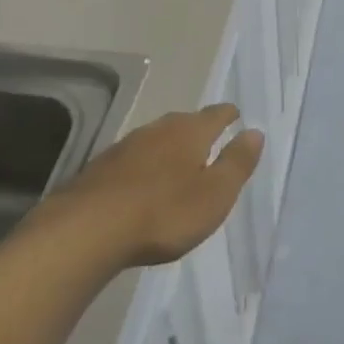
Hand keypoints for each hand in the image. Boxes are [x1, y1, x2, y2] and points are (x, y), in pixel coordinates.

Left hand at [48, 105, 263, 268]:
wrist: (89, 229)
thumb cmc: (164, 213)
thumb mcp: (214, 194)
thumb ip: (236, 163)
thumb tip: (254, 132)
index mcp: (189, 133)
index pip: (214, 115)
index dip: (227, 114)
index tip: (235, 114)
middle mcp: (157, 131)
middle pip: (183, 122)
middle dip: (197, 127)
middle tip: (209, 135)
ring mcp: (125, 147)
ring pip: (155, 138)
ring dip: (169, 145)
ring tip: (178, 158)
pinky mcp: (101, 168)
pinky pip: (133, 158)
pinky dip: (145, 164)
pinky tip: (143, 180)